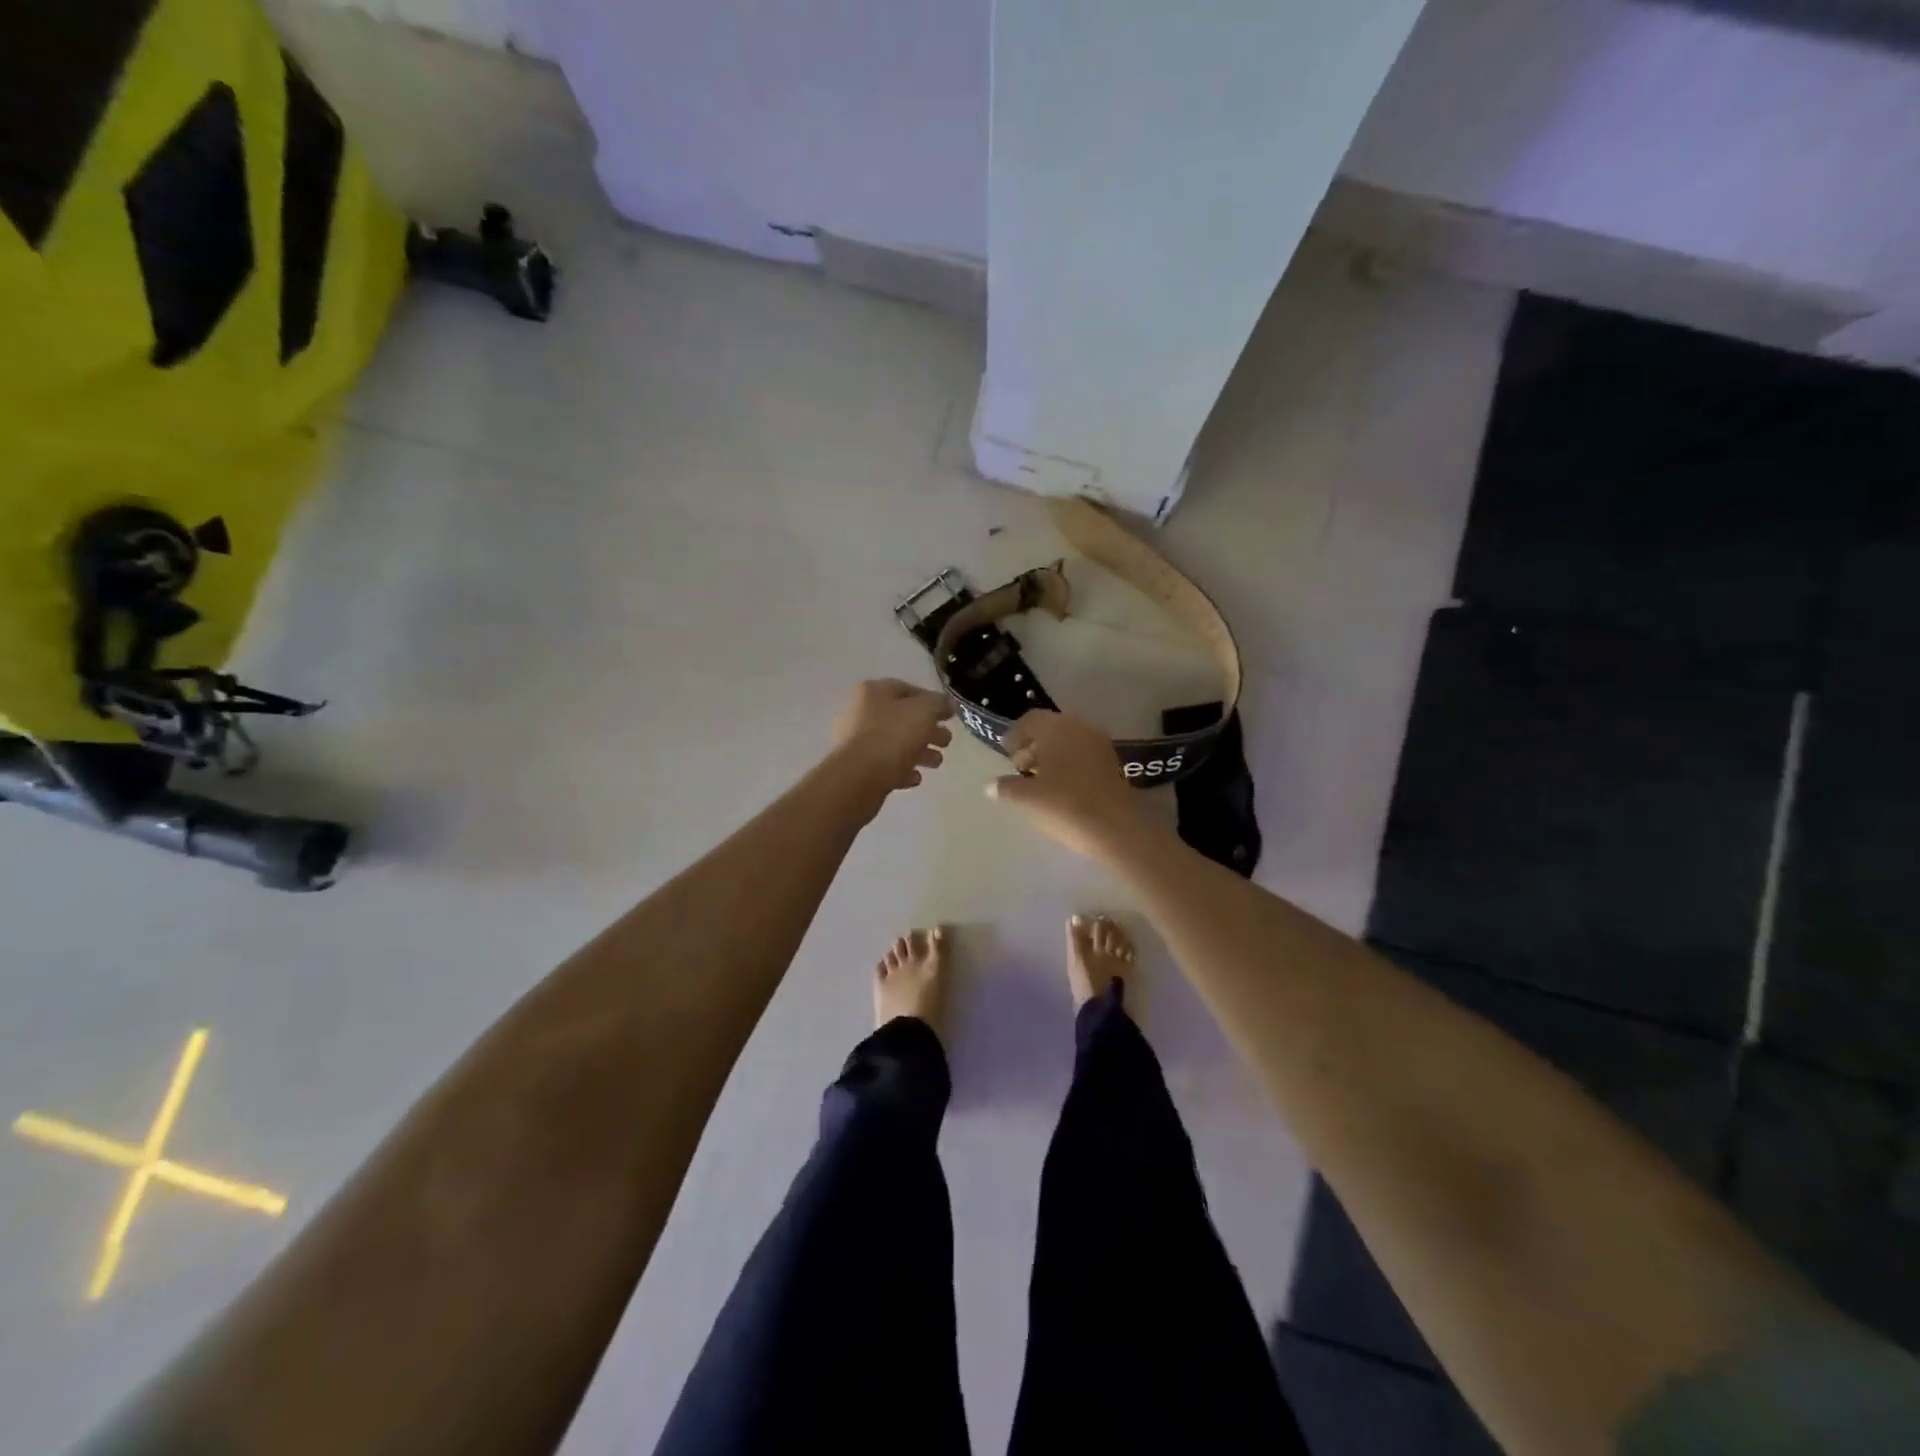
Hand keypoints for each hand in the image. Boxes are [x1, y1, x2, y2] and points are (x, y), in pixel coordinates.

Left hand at [832, 679, 954, 792]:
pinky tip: (915, 778)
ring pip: (895, 743)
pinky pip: (885, 766)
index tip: (949, 715)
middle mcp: (861, 713)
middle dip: (928, 730)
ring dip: (919, 752)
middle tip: (946, 742)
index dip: (931, 700)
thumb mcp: (924, 711)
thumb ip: (939, 704)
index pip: (907, 689)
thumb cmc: (893, 736)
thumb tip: (946, 704)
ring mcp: (856, 742)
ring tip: (936, 763)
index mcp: (873, 692)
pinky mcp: (857, 769)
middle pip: (902, 719)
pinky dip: (902, 770)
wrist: (859, 777)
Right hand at [985, 710, 1167, 861]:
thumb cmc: (1064, 804)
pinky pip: (1082, 755)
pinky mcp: (1111, 764)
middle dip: (1032, 746)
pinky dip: (1068, 764)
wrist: (1115, 828)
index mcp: (1057, 728)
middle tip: (1019, 767)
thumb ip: (1007, 787)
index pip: (1031, 720)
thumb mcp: (1028, 797)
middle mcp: (1080, 729)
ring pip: (1068, 742)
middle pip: (1051, 730)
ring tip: (1037, 781)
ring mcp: (1099, 745)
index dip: (1015, 735)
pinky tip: (1059, 788)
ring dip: (1050, 756)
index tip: (1005, 752)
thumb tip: (990, 786)